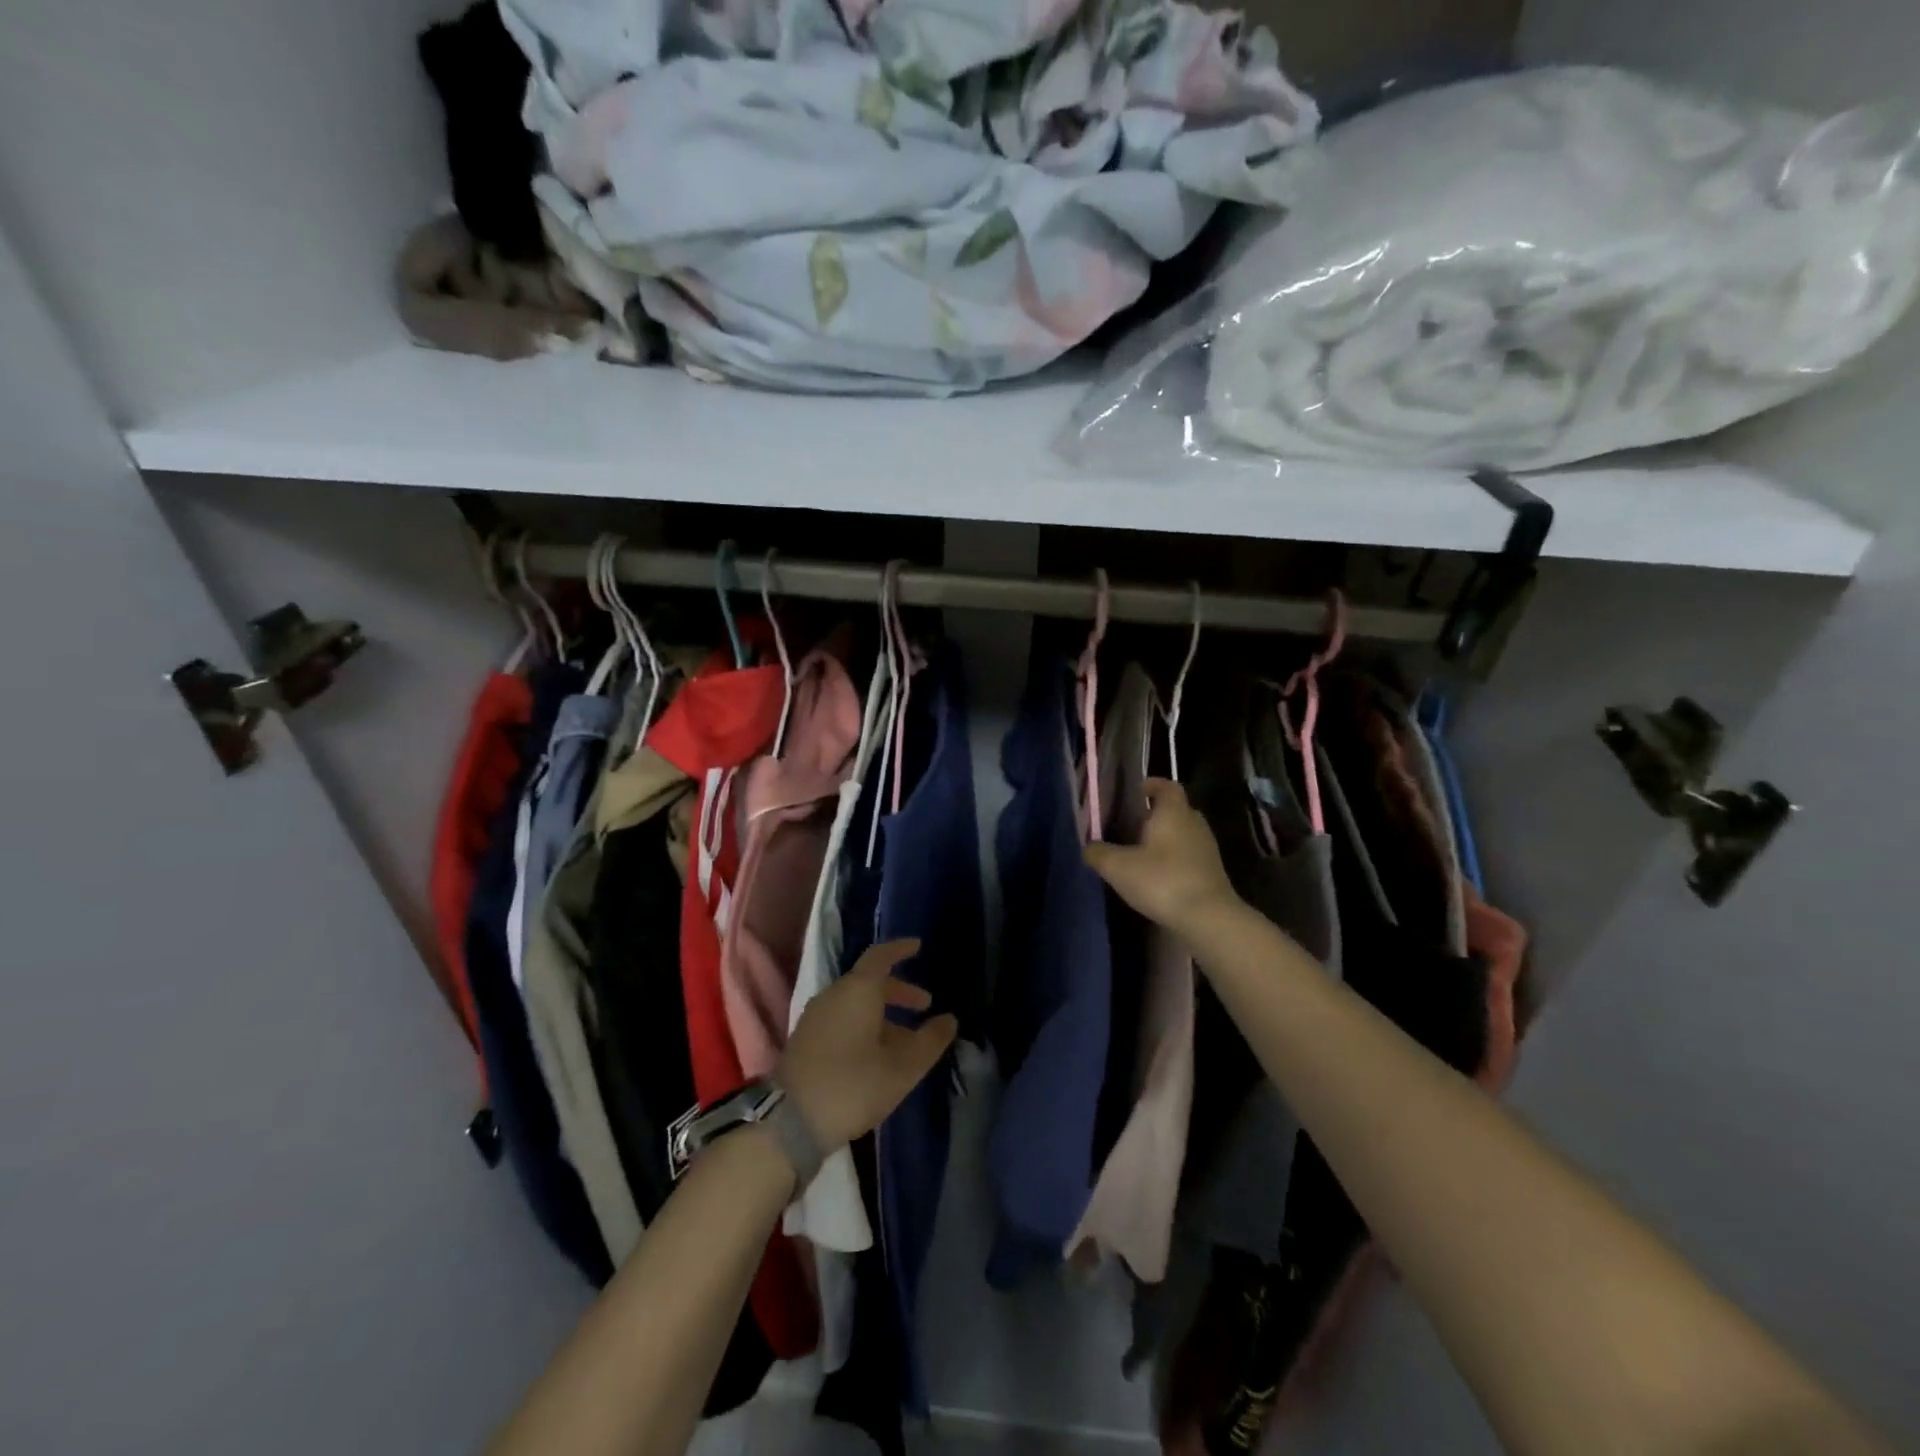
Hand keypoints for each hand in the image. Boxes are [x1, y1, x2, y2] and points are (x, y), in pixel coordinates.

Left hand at [779, 939, 956, 1151]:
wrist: (791, 1122)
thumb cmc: (854, 1085)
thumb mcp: (903, 1067)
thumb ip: (930, 1040)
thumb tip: (949, 1020)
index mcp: (858, 990)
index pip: (880, 956)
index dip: (900, 949)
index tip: (918, 947)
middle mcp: (834, 994)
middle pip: (869, 981)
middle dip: (898, 991)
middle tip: (924, 1005)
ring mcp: (815, 1017)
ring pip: (855, 1003)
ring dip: (882, 1012)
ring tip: (906, 1039)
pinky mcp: (805, 1039)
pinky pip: (841, 1019)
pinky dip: (864, 1024)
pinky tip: (876, 1053)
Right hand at [1084, 778, 1239, 938]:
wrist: (1208, 918)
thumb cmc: (1162, 881)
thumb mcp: (1118, 867)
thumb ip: (1099, 853)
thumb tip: (1088, 847)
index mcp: (1173, 812)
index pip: (1166, 786)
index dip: (1151, 785)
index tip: (1135, 792)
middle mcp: (1194, 823)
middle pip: (1175, 810)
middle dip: (1154, 815)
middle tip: (1130, 826)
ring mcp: (1207, 849)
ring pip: (1182, 834)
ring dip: (1164, 840)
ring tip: (1139, 854)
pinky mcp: (1212, 872)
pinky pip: (1189, 856)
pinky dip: (1173, 860)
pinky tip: (1156, 877)